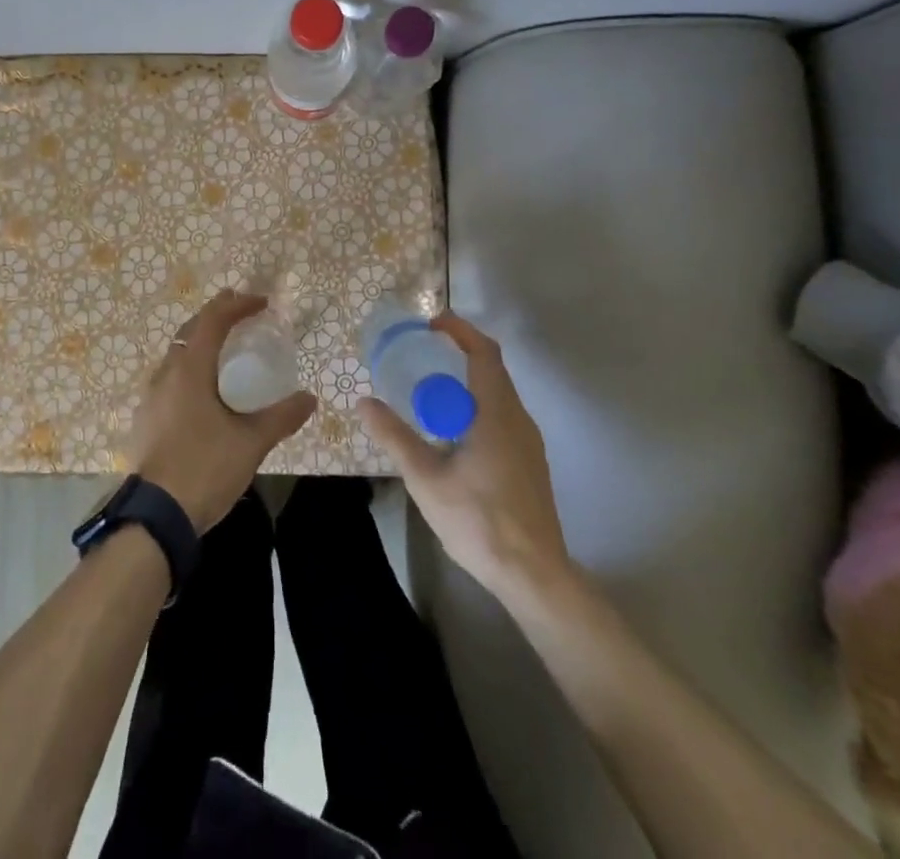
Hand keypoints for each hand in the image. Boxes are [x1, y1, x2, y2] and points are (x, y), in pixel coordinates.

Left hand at [131, 291, 316, 531]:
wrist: (156, 517)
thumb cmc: (205, 468)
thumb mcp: (251, 442)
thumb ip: (281, 417)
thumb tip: (309, 399)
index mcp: (189, 370)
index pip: (212, 321)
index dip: (237, 306)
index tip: (261, 302)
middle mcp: (165, 374)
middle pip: (190, 331)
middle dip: (216, 316)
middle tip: (241, 311)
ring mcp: (150, 397)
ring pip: (176, 354)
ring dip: (200, 342)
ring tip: (224, 347)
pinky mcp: (146, 419)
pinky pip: (170, 378)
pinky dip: (190, 368)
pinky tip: (203, 389)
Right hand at [358, 311, 575, 600]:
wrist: (534, 575)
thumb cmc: (479, 520)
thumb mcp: (426, 478)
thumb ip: (395, 437)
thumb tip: (364, 402)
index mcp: (497, 413)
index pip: (484, 352)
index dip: (460, 330)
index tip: (431, 324)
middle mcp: (519, 419)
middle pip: (492, 369)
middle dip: (458, 354)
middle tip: (421, 356)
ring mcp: (529, 443)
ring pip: (498, 394)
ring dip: (467, 382)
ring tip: (430, 393)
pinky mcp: (530, 463)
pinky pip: (502, 416)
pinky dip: (476, 406)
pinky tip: (452, 433)